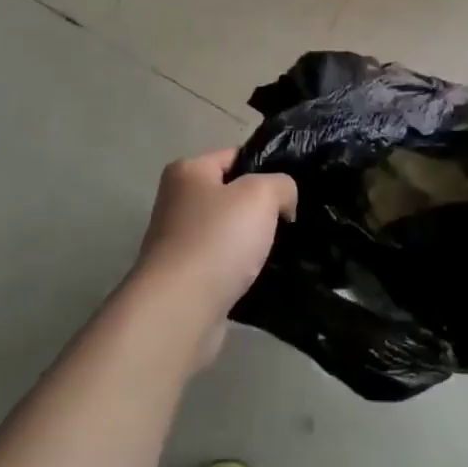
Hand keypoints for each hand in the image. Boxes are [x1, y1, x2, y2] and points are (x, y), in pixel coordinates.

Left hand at [130, 150, 296, 364]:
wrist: (180, 310)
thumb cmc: (218, 239)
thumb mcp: (261, 195)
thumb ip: (281, 185)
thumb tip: (283, 202)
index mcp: (187, 171)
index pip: (235, 156)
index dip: (266, 169)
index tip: (291, 191)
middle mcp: (176, 202)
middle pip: (231, 195)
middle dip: (260, 209)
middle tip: (289, 221)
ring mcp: (177, 243)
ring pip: (228, 233)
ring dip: (251, 243)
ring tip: (280, 252)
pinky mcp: (183, 279)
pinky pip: (221, 265)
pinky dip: (239, 271)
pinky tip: (261, 279)